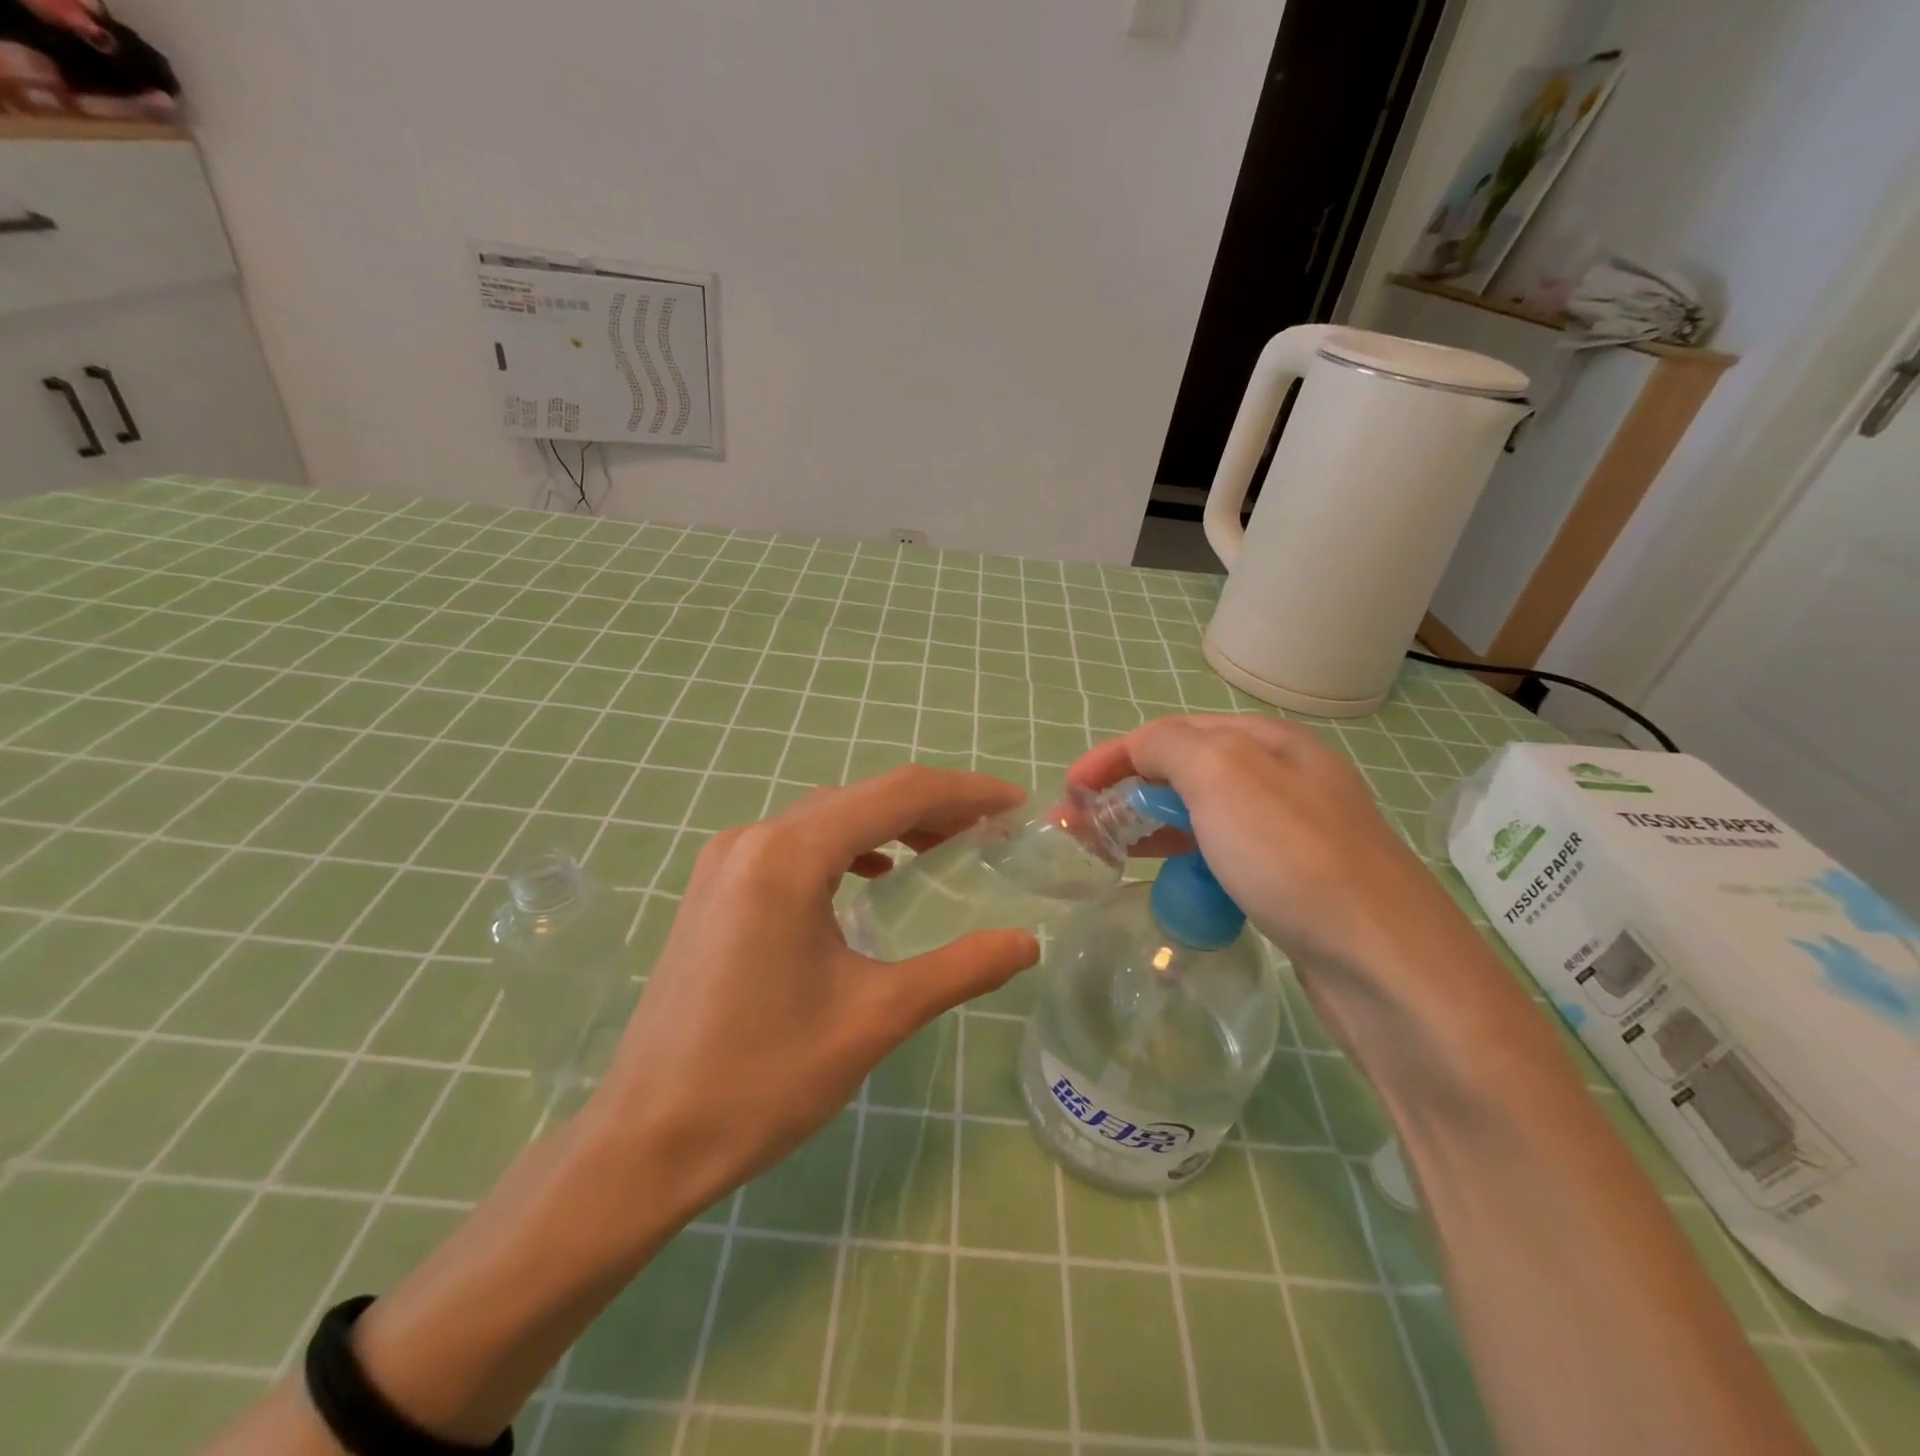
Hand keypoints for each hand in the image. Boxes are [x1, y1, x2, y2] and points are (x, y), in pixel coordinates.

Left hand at [582, 765, 1039, 1217]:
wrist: (646, 1141)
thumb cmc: (763, 1079)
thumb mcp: (876, 1019)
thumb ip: (960, 970)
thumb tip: (1027, 943)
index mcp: (789, 856)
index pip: (897, 795)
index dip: (965, 793)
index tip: (1015, 805)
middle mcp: (753, 839)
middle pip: (861, 798)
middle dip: (932, 808)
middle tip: (990, 832)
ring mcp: (726, 860)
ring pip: (827, 818)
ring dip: (888, 825)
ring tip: (942, 847)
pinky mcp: (715, 887)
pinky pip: (794, 844)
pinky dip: (845, 848)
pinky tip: (870, 878)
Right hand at [1068, 714, 1477, 978]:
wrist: (1387, 965)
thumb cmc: (1293, 858)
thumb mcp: (1222, 777)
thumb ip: (1170, 747)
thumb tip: (1142, 753)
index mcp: (1268, 741)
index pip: (1172, 733)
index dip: (1113, 756)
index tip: (1069, 791)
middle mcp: (1285, 777)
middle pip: (1187, 770)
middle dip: (1128, 791)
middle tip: (1084, 827)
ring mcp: (1295, 832)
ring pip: (1205, 814)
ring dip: (1153, 824)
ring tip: (1112, 852)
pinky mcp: (1297, 881)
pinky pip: (1224, 854)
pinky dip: (1187, 857)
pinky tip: (1173, 880)